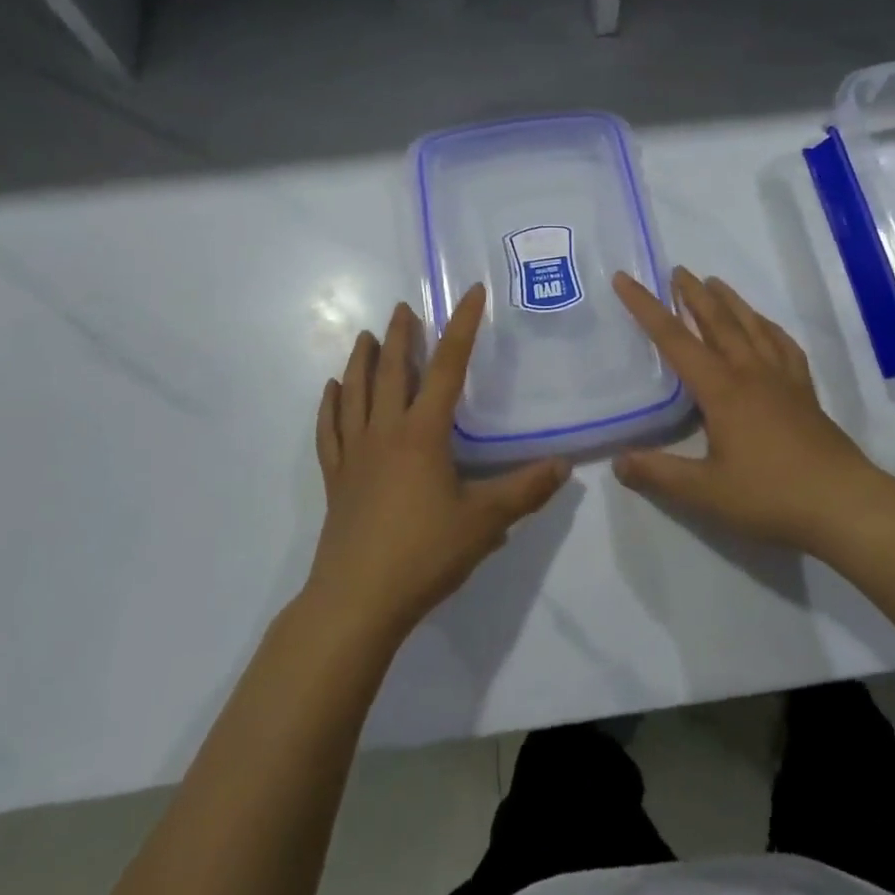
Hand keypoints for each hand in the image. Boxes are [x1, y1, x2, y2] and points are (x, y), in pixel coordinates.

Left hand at [308, 286, 568, 641]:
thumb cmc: (424, 554)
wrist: (357, 601)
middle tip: (404, 308)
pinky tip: (330, 391)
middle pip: (392, 372)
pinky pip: (330, 430)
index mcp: (423, 434)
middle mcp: (385, 432)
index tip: (470, 294)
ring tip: (367, 337)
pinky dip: (330, 406)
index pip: (447, 368)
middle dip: (401, 336)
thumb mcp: (485, 522)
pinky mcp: (337, 478)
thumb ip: (525, 490)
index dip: (462, 327)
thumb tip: (564, 464)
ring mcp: (355, 454)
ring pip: (355, 393)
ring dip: (362, 361)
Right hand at [611, 268, 889, 557]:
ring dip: (730, 301)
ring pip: (752, 326)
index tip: (625, 279)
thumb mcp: (705, 493)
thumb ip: (659, 474)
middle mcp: (750, 373)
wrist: (844, 504)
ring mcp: (782, 380)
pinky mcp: (805, 392)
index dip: (646, 308)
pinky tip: (766, 326)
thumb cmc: (770, 496)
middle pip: (717, 322)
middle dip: (693, 294)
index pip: (674, 339)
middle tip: (677, 270)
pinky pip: (784, 347)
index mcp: (721, 389)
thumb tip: (618, 462)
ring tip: (715, 283)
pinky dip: (770, 328)